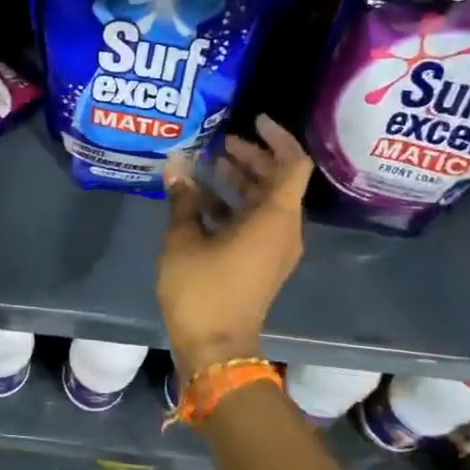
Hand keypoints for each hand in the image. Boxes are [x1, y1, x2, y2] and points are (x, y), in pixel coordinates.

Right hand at [156, 115, 312, 373]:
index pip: (293, 164)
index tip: (254, 120)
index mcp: (274, 218)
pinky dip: (233, 204)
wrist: (216, 349)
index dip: (278, 138)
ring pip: (264, 201)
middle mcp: (283, 230)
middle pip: (277, 180)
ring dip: (239, 179)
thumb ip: (183, 198)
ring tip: (206, 163)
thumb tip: (176, 165)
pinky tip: (200, 198)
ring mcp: (274, 249)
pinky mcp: (261, 263)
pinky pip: (254, 221)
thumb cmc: (203, 289)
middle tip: (219, 141)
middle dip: (251, 157)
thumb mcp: (184, 238)